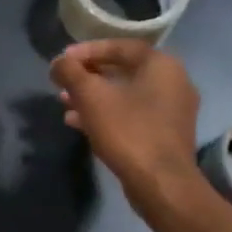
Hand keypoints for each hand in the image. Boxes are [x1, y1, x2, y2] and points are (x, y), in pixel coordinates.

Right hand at [49, 40, 207, 213]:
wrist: (161, 184)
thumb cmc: (127, 131)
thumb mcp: (91, 96)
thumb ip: (70, 72)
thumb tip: (58, 63)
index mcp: (161, 65)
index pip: (120, 46)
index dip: (87, 50)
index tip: (63, 60)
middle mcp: (173, 82)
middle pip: (123, 70)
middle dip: (88, 75)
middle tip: (63, 81)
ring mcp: (172, 111)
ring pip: (125, 95)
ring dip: (94, 96)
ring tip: (64, 102)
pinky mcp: (165, 135)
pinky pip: (132, 115)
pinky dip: (107, 114)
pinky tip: (78, 123)